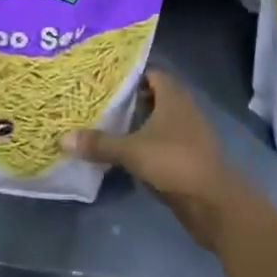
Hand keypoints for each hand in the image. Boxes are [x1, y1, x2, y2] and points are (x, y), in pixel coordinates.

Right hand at [61, 69, 241, 248]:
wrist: (215, 203)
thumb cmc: (175, 162)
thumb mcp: (132, 151)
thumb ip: (99, 143)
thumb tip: (62, 137)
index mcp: (173, 96)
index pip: (150, 73)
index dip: (129, 75)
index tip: (103, 79)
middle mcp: (182, 110)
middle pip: (152, 97)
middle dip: (128, 100)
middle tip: (96, 102)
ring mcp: (187, 135)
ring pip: (157, 122)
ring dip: (136, 124)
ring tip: (104, 125)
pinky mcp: (187, 158)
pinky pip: (161, 144)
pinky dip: (145, 145)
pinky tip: (123, 153)